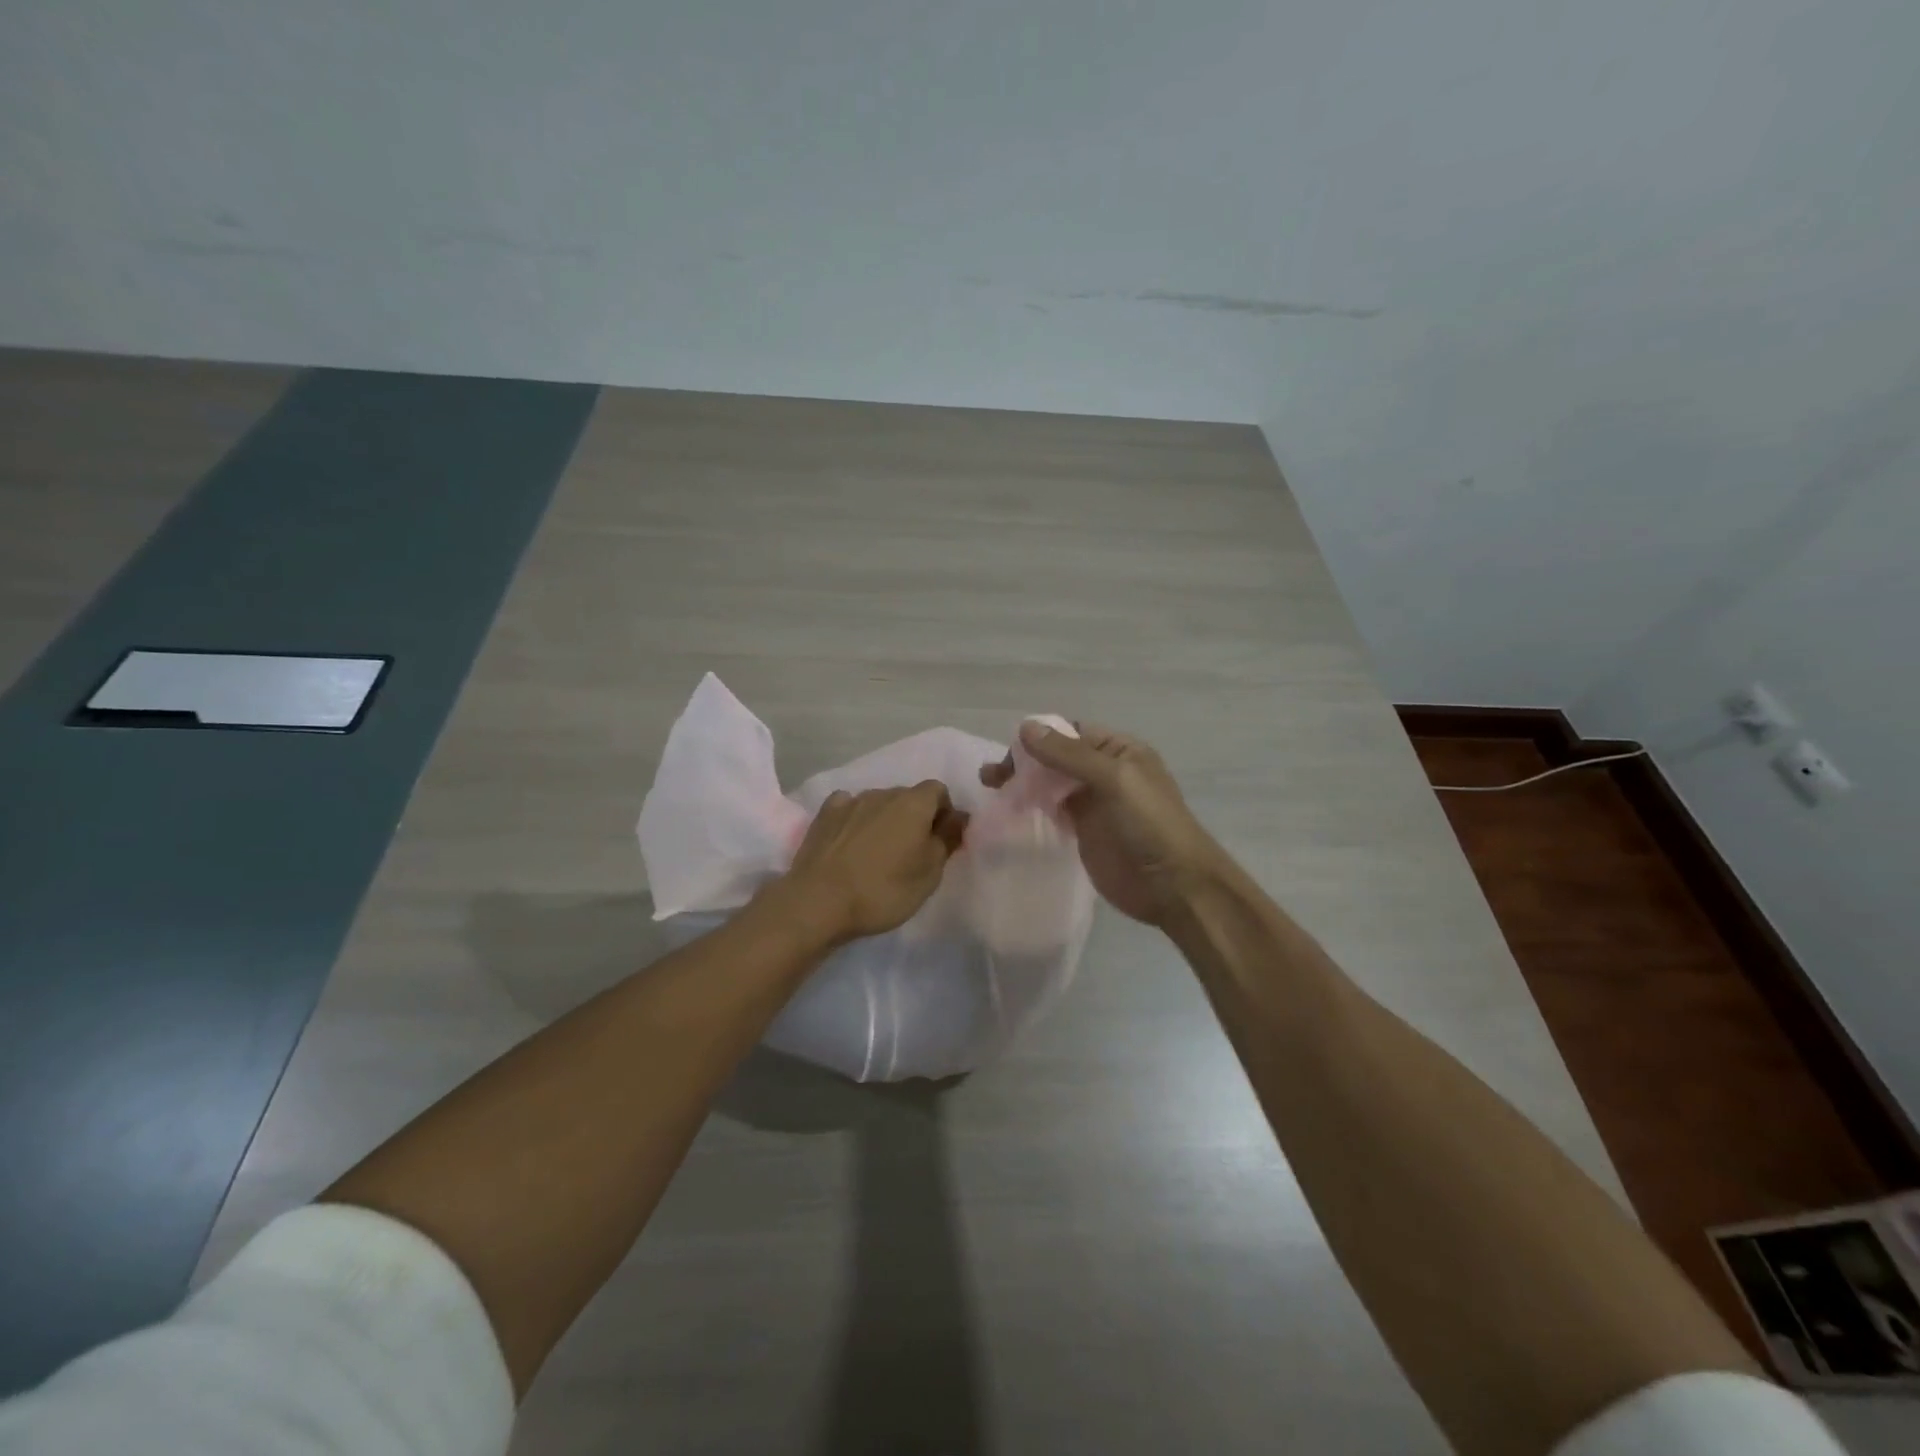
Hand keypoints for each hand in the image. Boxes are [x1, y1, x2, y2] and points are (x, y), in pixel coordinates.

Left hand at [776, 782, 968, 945]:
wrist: (819, 901)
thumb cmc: (884, 889)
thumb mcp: (930, 873)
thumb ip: (947, 839)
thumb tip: (958, 816)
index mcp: (914, 803)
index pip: (939, 791)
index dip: (943, 813)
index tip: (940, 841)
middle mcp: (883, 793)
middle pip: (908, 797)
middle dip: (914, 818)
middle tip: (910, 854)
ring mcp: (851, 801)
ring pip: (878, 803)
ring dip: (884, 820)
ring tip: (878, 854)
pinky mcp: (824, 814)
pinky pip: (849, 808)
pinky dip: (855, 820)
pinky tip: (850, 843)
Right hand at [981, 722, 1224, 925]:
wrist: (1173, 886)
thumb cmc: (1149, 824)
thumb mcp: (1113, 779)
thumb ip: (1068, 754)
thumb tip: (1025, 727)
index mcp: (1119, 751)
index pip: (1071, 732)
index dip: (1040, 737)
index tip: (1009, 752)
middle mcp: (1104, 772)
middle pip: (1056, 758)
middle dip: (1024, 762)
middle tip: (991, 776)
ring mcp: (1093, 803)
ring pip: (1050, 784)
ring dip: (1023, 783)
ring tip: (991, 788)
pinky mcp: (1083, 831)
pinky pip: (1052, 810)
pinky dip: (1031, 807)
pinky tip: (1009, 811)